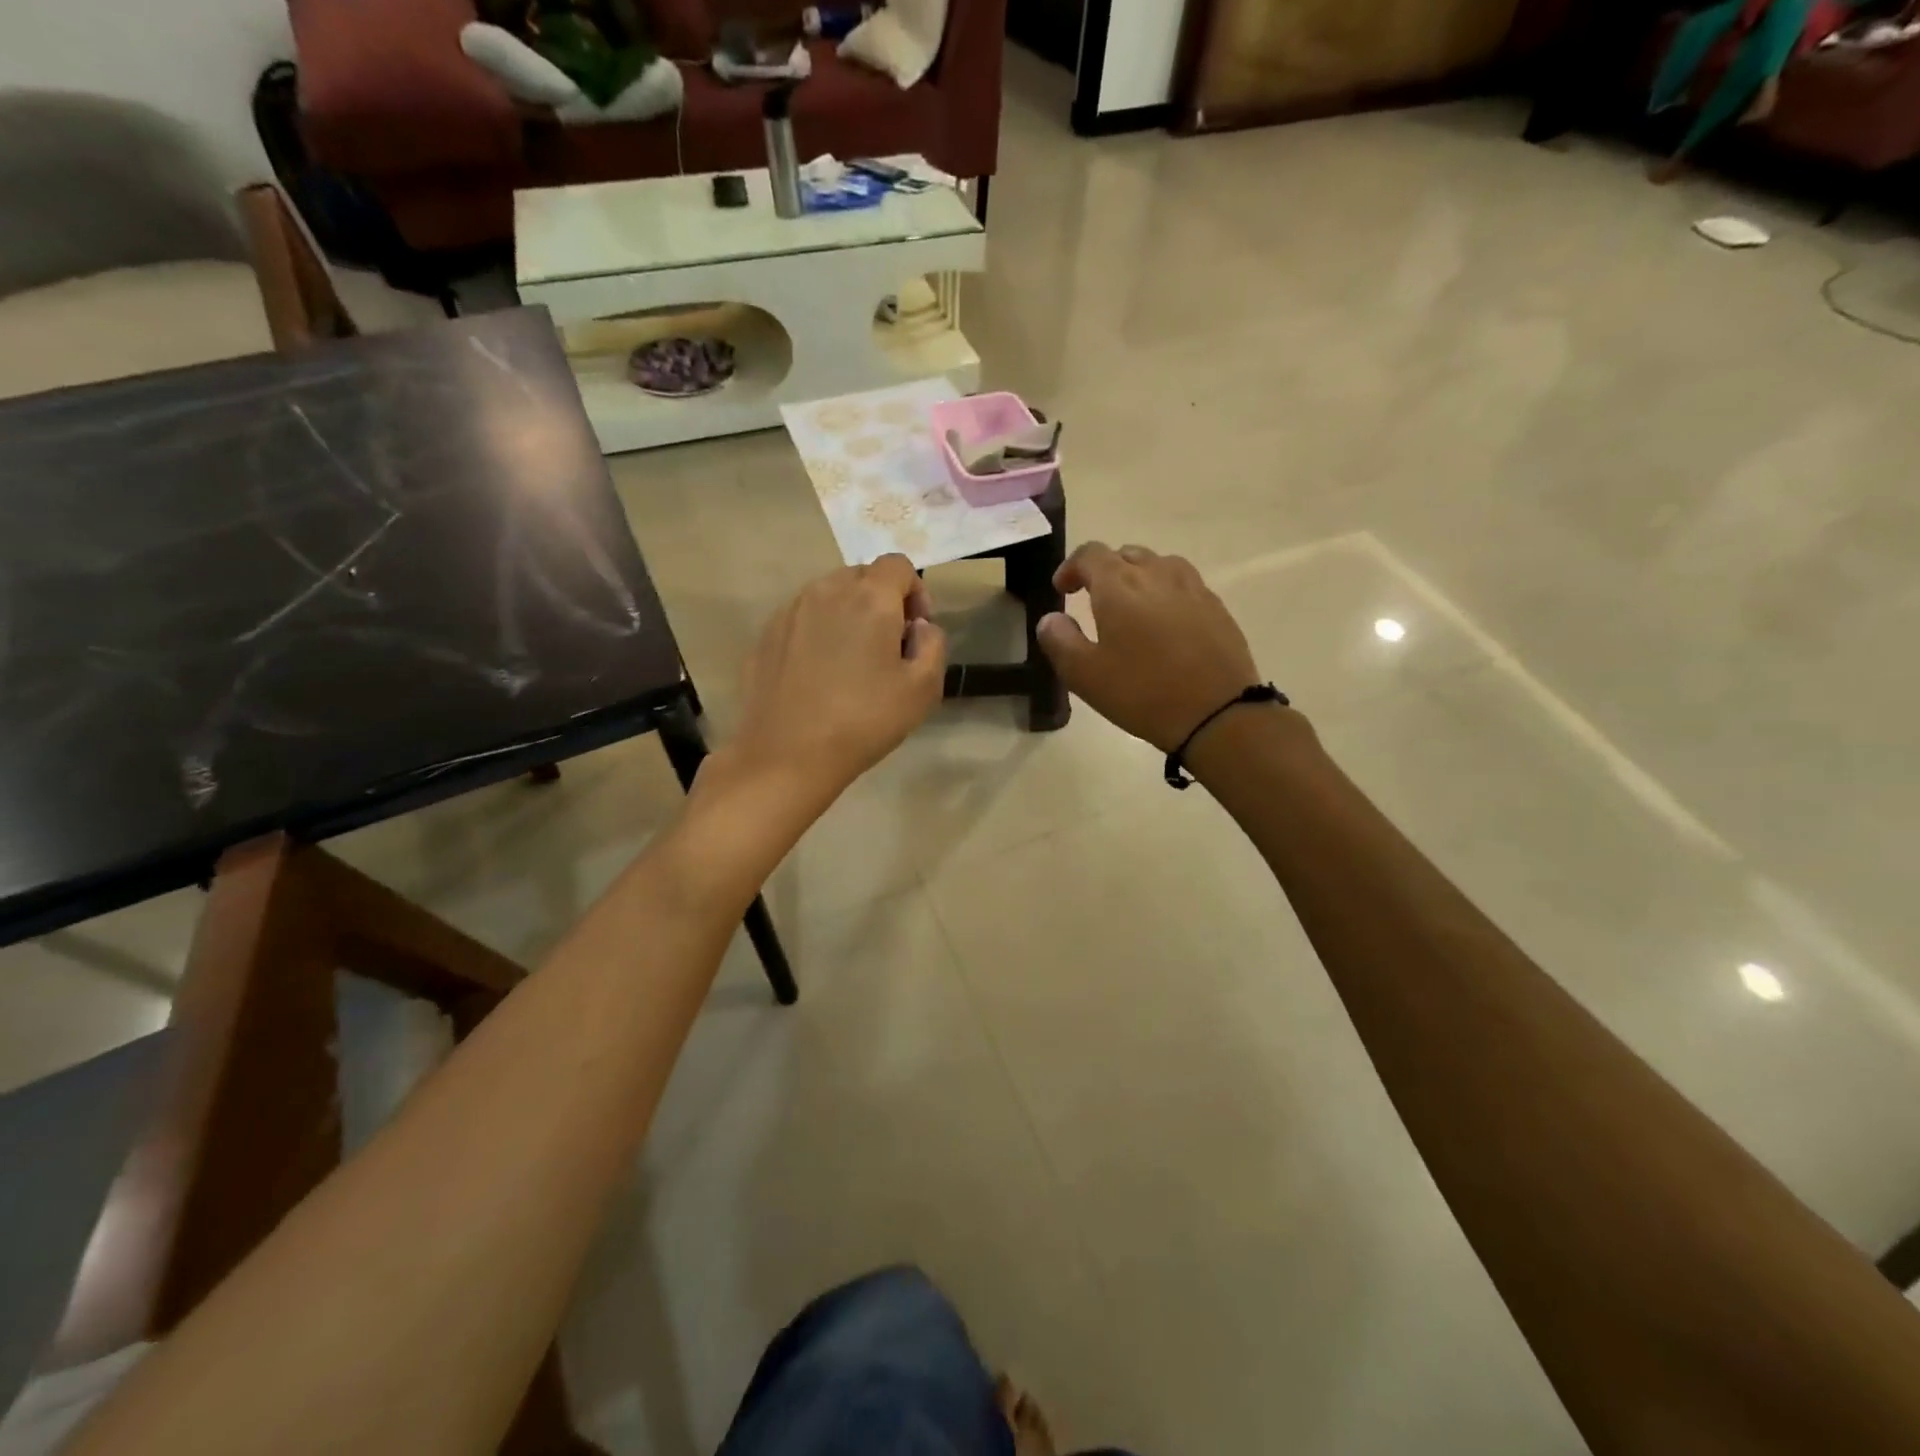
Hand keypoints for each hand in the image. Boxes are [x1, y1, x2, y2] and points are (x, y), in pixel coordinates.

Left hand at [733, 555, 946, 797]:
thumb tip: (918, 626)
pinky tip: (818, 675)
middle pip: (862, 576)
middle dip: (882, 601)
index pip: (898, 565)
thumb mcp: (923, 689)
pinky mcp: (766, 635)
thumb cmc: (863, 721)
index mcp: (869, 598)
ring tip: (851, 662)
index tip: (915, 630)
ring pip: (828, 595)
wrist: (787, 755)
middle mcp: (826, 591)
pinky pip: (802, 619)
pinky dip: (818, 632)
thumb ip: (933, 644)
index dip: (916, 591)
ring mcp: (790, 611)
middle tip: (887, 647)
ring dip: (848, 614)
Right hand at [1037, 543, 1260, 751]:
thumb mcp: (1084, 675)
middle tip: (1094, 599)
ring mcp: (1192, 587)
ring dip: (1139, 577)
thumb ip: (1059, 641)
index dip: (1071, 567)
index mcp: (1119, 585)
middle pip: (1126, 554)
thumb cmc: (1142, 693)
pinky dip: (1166, 593)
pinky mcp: (1217, 607)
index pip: (1090, 554)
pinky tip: (1166, 624)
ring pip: (1159, 565)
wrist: (1217, 713)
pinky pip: (1184, 585)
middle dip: (1105, 570)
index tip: (1062, 589)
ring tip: (1132, 606)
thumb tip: (1051, 619)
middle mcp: (1157, 574)